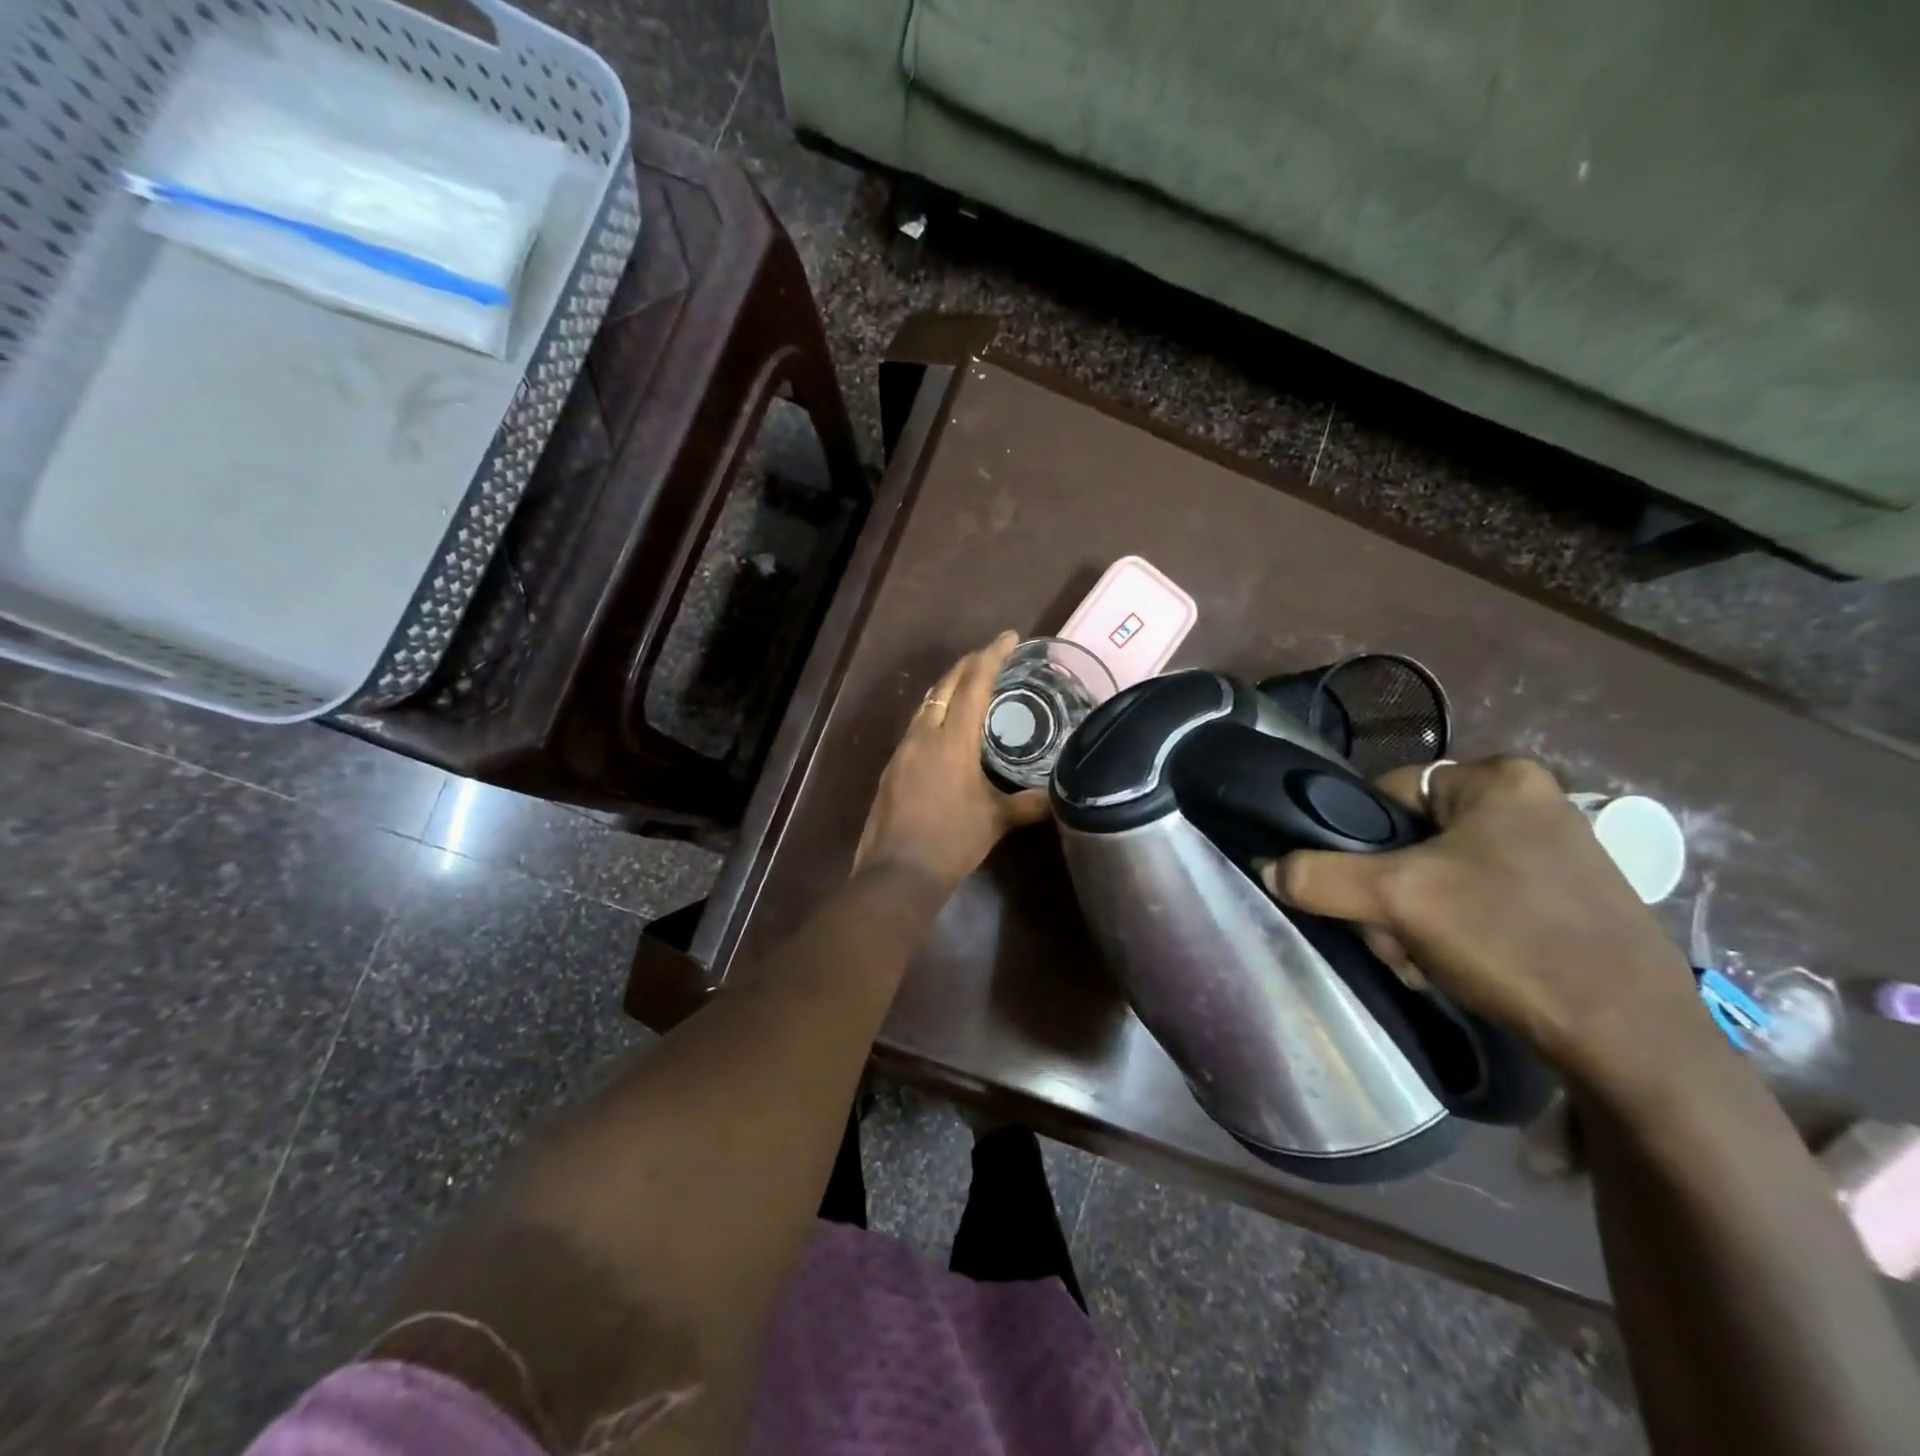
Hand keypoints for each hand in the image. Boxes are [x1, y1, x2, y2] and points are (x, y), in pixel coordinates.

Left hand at [854, 632, 1051, 893]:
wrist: (897, 872)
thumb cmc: (952, 842)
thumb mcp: (995, 821)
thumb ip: (1028, 804)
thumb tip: (1059, 797)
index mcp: (952, 740)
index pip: (974, 684)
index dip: (992, 656)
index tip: (1009, 637)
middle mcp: (924, 735)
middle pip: (944, 685)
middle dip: (969, 665)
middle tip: (992, 656)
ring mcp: (903, 750)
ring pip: (926, 704)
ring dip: (948, 688)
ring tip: (971, 686)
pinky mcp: (891, 767)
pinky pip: (916, 726)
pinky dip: (934, 714)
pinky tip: (945, 729)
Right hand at [1263, 756, 1712, 1087]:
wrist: (1633, 1043)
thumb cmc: (1511, 941)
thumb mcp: (1396, 901)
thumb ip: (1318, 876)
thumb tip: (1267, 868)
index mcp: (1499, 778)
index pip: (1386, 794)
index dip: (1358, 845)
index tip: (1362, 896)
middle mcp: (1532, 802)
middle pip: (1409, 840)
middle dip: (1388, 897)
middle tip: (1394, 942)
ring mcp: (1554, 852)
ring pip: (1438, 876)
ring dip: (1413, 921)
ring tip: (1423, 965)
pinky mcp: (1566, 898)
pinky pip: (1477, 899)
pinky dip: (1452, 933)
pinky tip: (1455, 969)